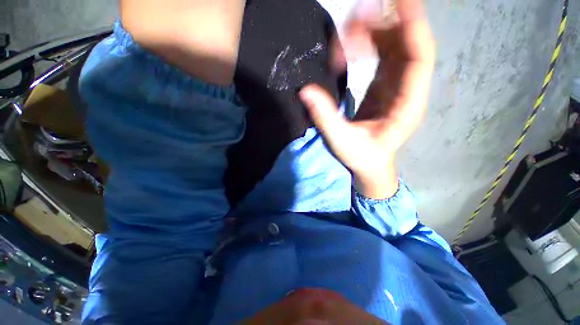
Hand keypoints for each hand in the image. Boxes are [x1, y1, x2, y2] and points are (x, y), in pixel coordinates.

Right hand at [299, 0, 434, 198]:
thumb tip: (305, 91)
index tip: (401, 1)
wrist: (370, 164)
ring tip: (347, 32)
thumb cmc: (361, 157)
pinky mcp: (386, 88)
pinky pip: (383, 58)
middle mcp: (408, 92)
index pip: (419, 60)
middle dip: (385, 27)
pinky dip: (368, 47)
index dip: (414, 28)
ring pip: (395, 49)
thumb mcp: (341, 141)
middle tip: (354, 19)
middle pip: (407, 48)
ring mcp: (398, 88)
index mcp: (406, 106)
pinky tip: (350, 46)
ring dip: (374, 34)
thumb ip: (325, 117)